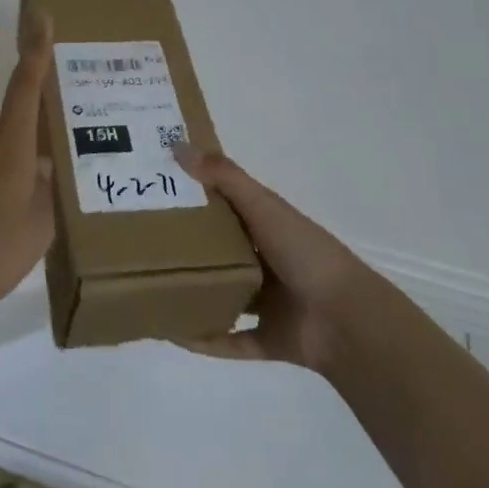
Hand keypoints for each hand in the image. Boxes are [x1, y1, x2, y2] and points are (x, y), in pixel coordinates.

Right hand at [171, 147, 370, 372]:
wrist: (346, 320)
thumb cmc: (305, 253)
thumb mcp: (264, 206)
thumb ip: (224, 177)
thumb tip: (177, 146)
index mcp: (268, 226)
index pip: (225, 207)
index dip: (193, 197)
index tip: (156, 191)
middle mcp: (267, 261)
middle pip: (219, 252)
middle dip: (186, 248)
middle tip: (142, 241)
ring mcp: (268, 303)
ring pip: (222, 296)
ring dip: (194, 294)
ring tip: (150, 287)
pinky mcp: (268, 338)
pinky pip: (228, 340)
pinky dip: (204, 339)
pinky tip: (173, 333)